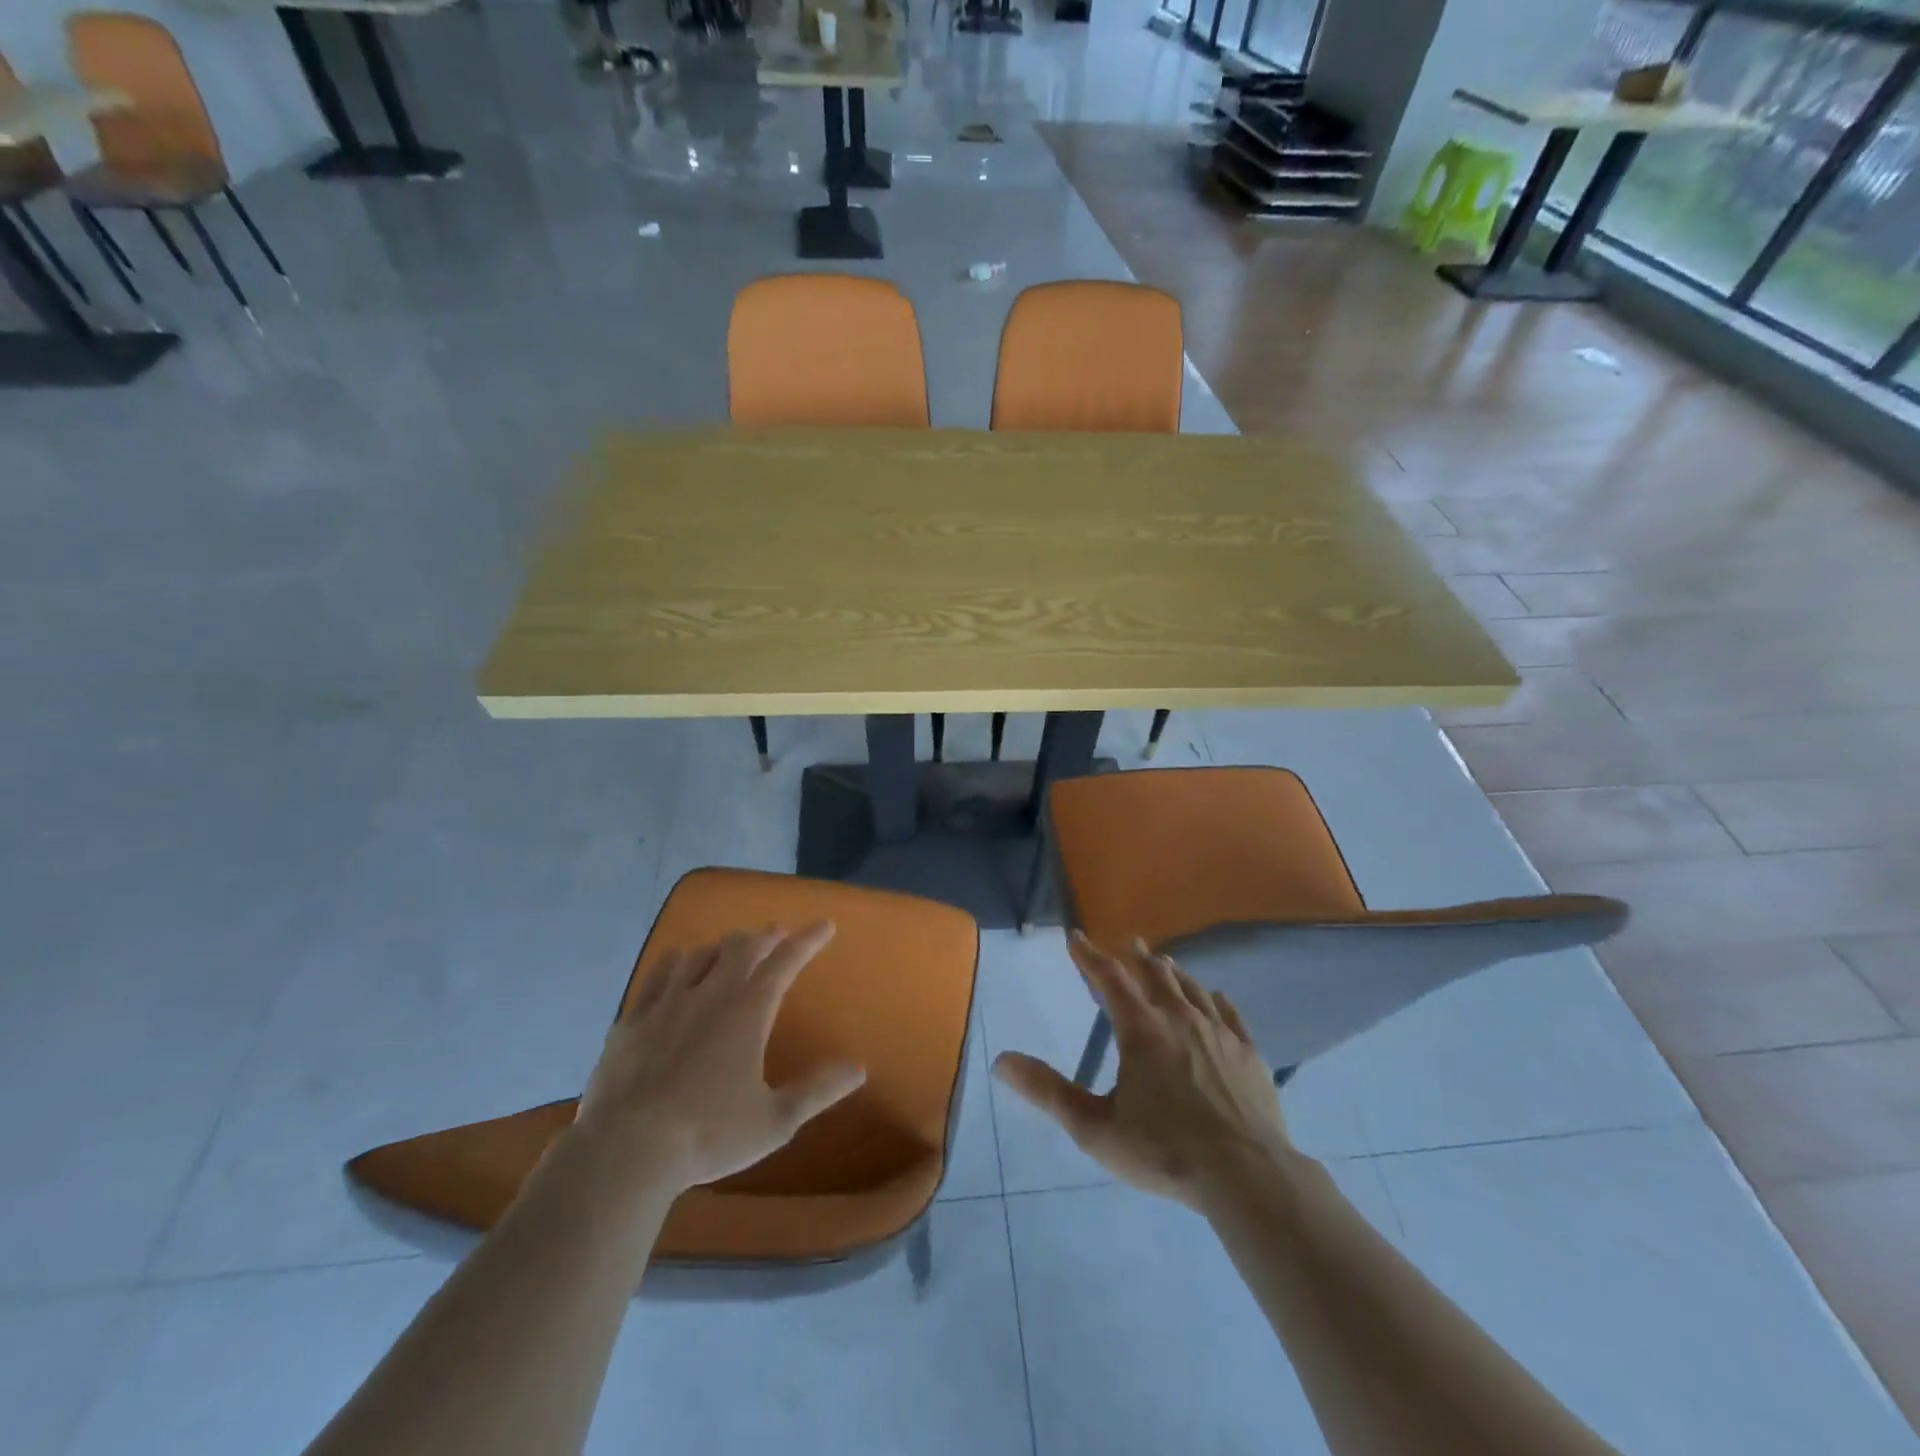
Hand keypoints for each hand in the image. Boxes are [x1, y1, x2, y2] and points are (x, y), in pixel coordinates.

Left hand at [574, 923, 866, 1191]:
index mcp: (748, 1012)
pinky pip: (659, 973)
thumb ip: (818, 1090)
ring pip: (701, 953)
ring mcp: (668, 1002)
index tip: (824, 924)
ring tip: (732, 950)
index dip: (808, 940)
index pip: (786, 962)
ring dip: (723, 947)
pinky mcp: (633, 1018)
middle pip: (742, 947)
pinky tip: (679, 964)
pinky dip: (678, 961)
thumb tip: (859, 1068)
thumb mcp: (775, 1121)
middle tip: (776, 935)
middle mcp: (711, 994)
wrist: (626, 1150)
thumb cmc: (709, 1134)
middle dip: (764, 937)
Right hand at [993, 931, 1296, 1210]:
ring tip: (1165, 963)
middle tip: (1131, 944)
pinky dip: (1214, 998)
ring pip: (1192, 988)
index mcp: (1140, 1029)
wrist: (1246, 1175)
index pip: (1109, 978)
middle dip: (1138, 957)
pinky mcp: (1248, 1052)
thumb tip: (1001, 1061)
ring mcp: (1218, 1032)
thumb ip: (1048, 1091)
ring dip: (1174, 972)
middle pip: (1156, 975)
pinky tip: (1214, 997)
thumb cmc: (1164, 1150)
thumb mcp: (1095, 1128)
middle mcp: (1179, 1018)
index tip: (1077, 937)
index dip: (1090, 956)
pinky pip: (1228, 1012)